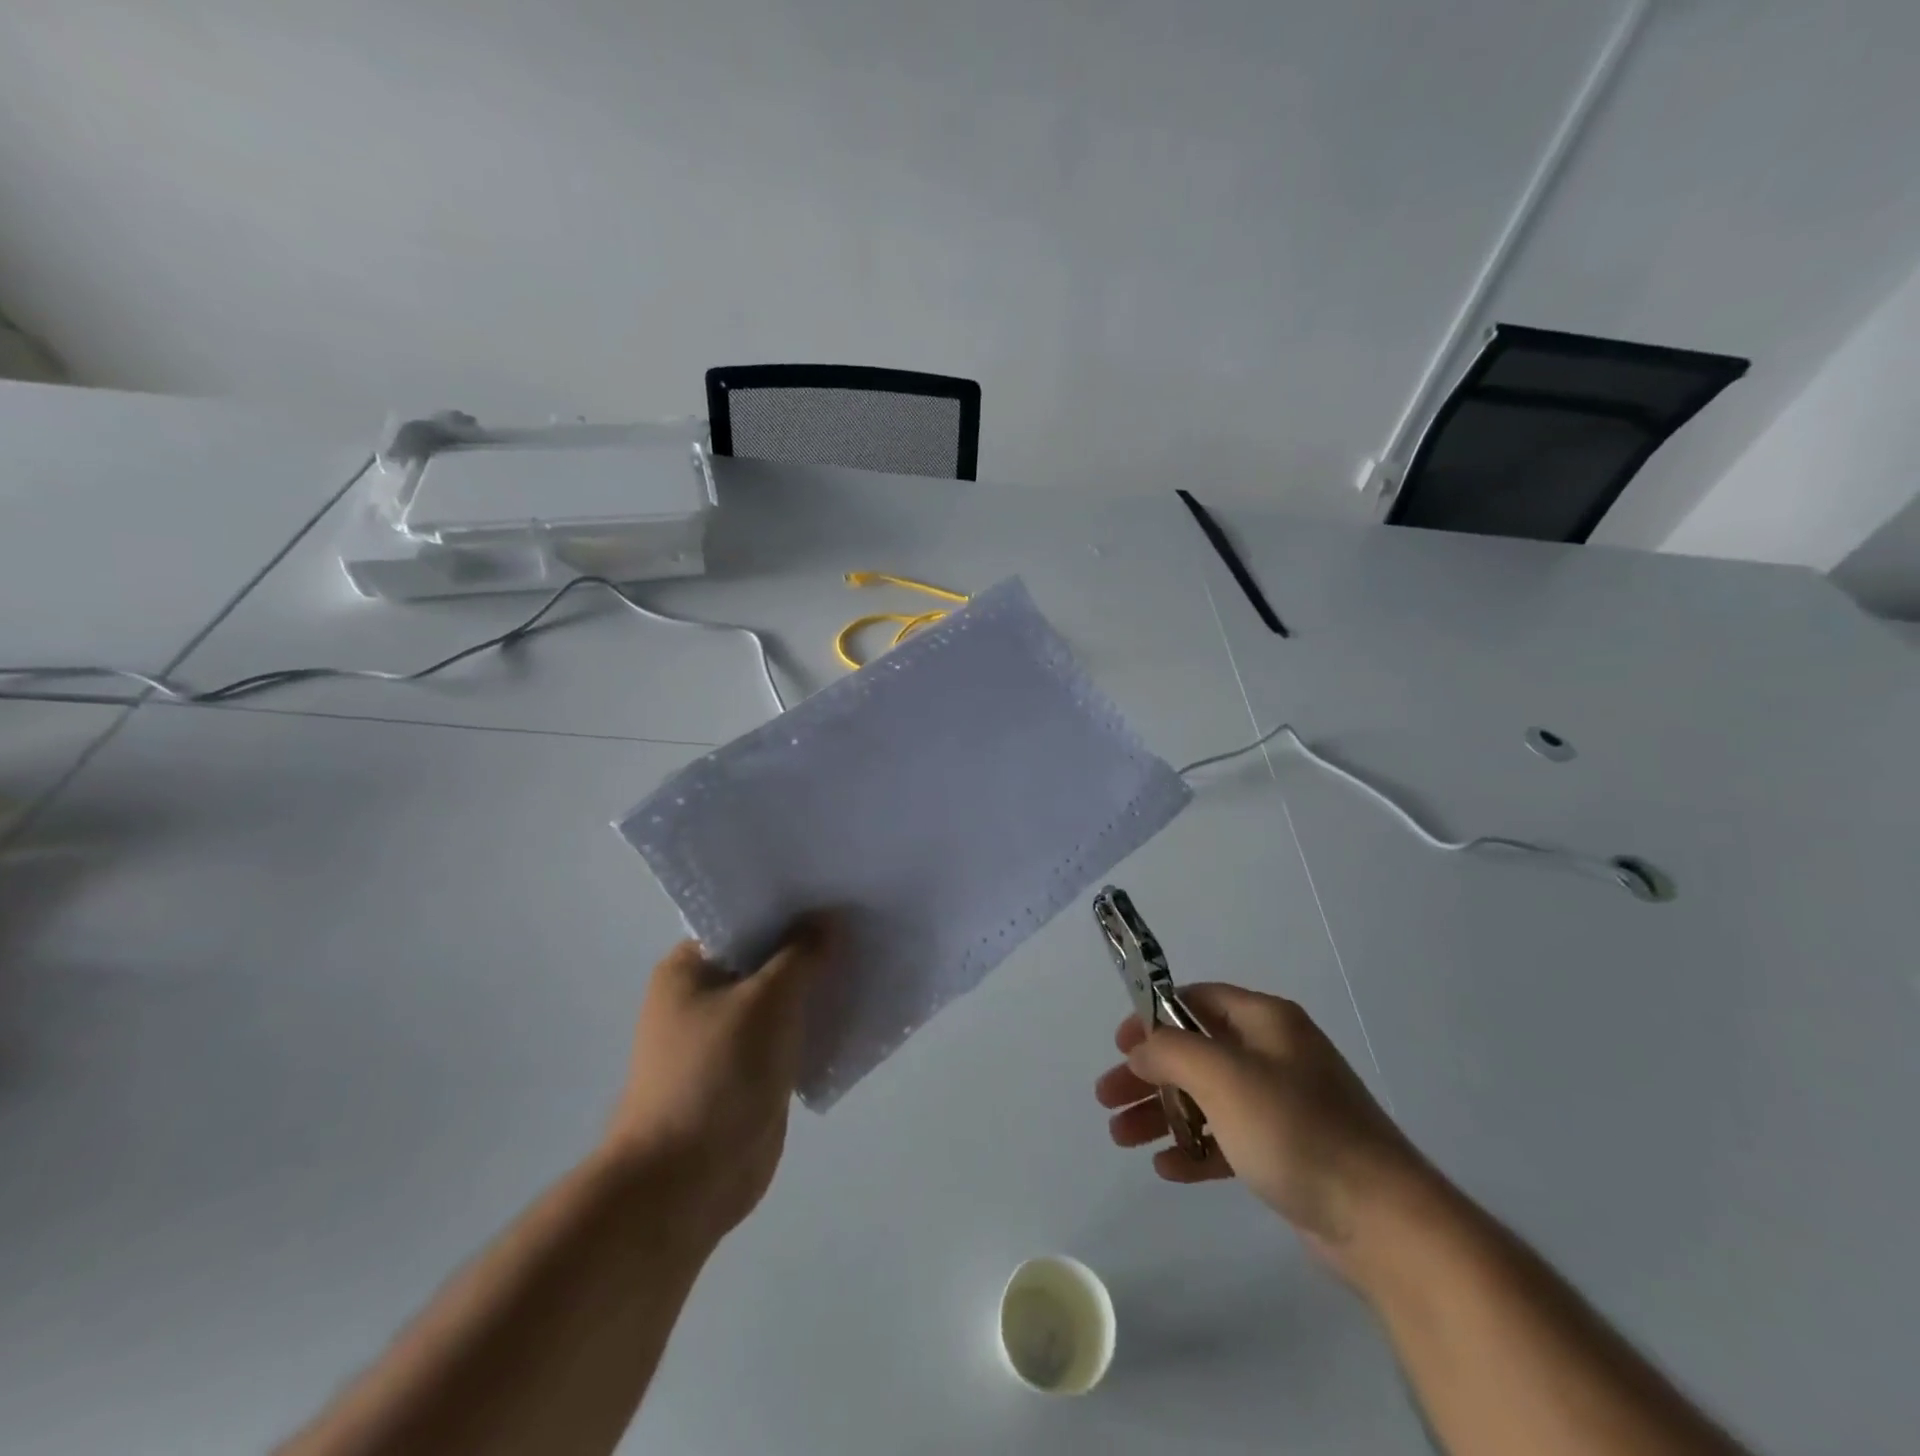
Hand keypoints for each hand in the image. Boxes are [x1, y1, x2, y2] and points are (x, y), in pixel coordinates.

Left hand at [600, 915, 839, 1246]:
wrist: (687, 1182)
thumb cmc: (717, 1073)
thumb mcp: (766, 1000)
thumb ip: (801, 954)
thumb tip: (828, 919)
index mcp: (689, 967)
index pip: (744, 919)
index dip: (789, 905)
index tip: (834, 891)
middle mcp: (704, 995)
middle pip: (766, 957)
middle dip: (810, 945)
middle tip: (861, 920)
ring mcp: (727, 1035)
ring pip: (782, 996)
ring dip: (817, 985)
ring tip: (869, 957)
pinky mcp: (750, 1070)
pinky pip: (789, 1033)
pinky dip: (816, 1022)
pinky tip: (856, 1007)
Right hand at [1095, 983, 1434, 1282]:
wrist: (1384, 1222)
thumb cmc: (1296, 1130)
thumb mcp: (1223, 1076)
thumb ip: (1171, 1052)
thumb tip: (1141, 1049)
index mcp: (1265, 1020)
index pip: (1195, 1000)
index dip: (1152, 1017)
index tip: (1119, 1046)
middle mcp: (1274, 1054)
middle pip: (1194, 1051)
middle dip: (1147, 1074)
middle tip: (1106, 1098)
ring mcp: (1282, 1104)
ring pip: (1206, 1097)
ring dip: (1162, 1113)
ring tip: (1121, 1138)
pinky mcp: (1287, 1150)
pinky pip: (1228, 1138)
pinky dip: (1195, 1148)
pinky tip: (1166, 1168)